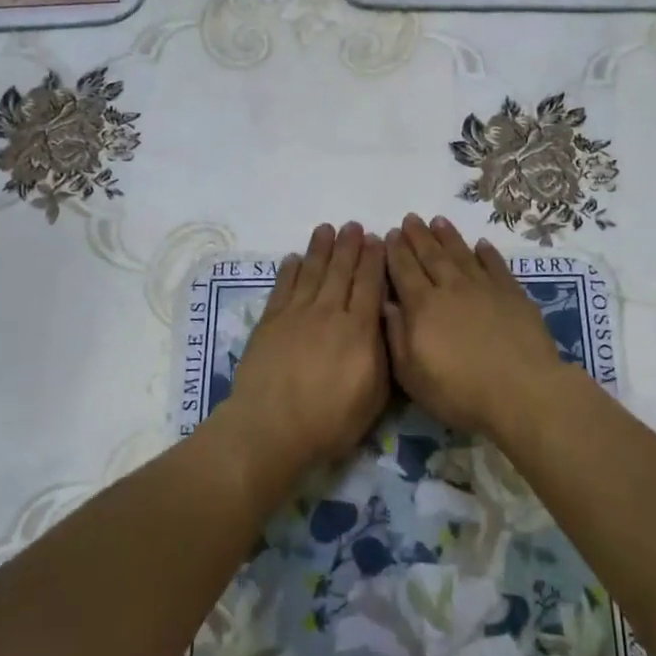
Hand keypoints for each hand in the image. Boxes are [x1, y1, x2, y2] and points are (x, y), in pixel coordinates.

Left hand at [215, 223, 389, 487]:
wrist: (271, 428)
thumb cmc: (330, 421)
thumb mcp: (374, 397)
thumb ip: (383, 355)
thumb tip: (386, 322)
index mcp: (359, 330)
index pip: (370, 285)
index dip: (374, 260)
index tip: (377, 240)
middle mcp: (329, 313)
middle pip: (341, 271)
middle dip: (349, 246)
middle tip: (353, 226)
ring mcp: (296, 315)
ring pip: (312, 272)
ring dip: (321, 249)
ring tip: (327, 229)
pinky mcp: (270, 322)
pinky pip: (283, 288)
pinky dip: (290, 270)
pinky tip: (295, 258)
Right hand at [383, 214, 567, 441]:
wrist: (522, 391)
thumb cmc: (460, 391)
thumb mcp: (412, 374)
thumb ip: (397, 336)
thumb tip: (386, 303)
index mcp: (423, 307)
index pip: (404, 271)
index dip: (395, 251)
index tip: (389, 234)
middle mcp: (451, 288)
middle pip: (431, 256)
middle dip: (418, 236)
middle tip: (410, 218)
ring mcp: (485, 288)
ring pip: (462, 254)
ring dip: (448, 236)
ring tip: (438, 220)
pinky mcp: (513, 295)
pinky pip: (496, 266)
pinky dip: (487, 253)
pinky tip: (481, 244)